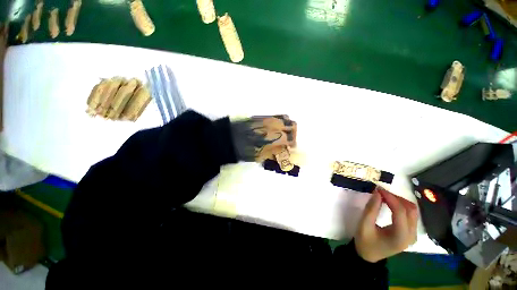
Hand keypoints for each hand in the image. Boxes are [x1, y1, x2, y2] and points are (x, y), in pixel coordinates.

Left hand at [230, 115, 296, 161]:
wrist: (229, 138)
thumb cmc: (244, 150)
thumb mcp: (260, 156)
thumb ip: (275, 152)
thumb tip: (284, 150)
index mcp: (274, 137)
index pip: (291, 138)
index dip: (292, 144)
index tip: (290, 148)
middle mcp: (274, 125)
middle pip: (292, 125)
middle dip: (293, 133)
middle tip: (288, 140)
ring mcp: (268, 118)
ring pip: (285, 118)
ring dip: (287, 126)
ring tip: (282, 133)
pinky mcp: (262, 116)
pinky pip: (276, 115)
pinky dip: (280, 121)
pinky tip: (274, 127)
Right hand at [354, 187, 417, 262]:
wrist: (369, 256)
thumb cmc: (365, 241)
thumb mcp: (364, 225)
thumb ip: (371, 209)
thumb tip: (377, 193)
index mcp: (400, 237)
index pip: (400, 212)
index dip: (390, 198)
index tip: (378, 189)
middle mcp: (411, 235)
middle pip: (411, 210)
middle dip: (396, 198)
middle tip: (381, 192)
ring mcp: (413, 235)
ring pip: (413, 211)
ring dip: (400, 201)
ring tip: (385, 197)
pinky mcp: (410, 233)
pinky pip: (411, 215)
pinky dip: (401, 206)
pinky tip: (391, 204)